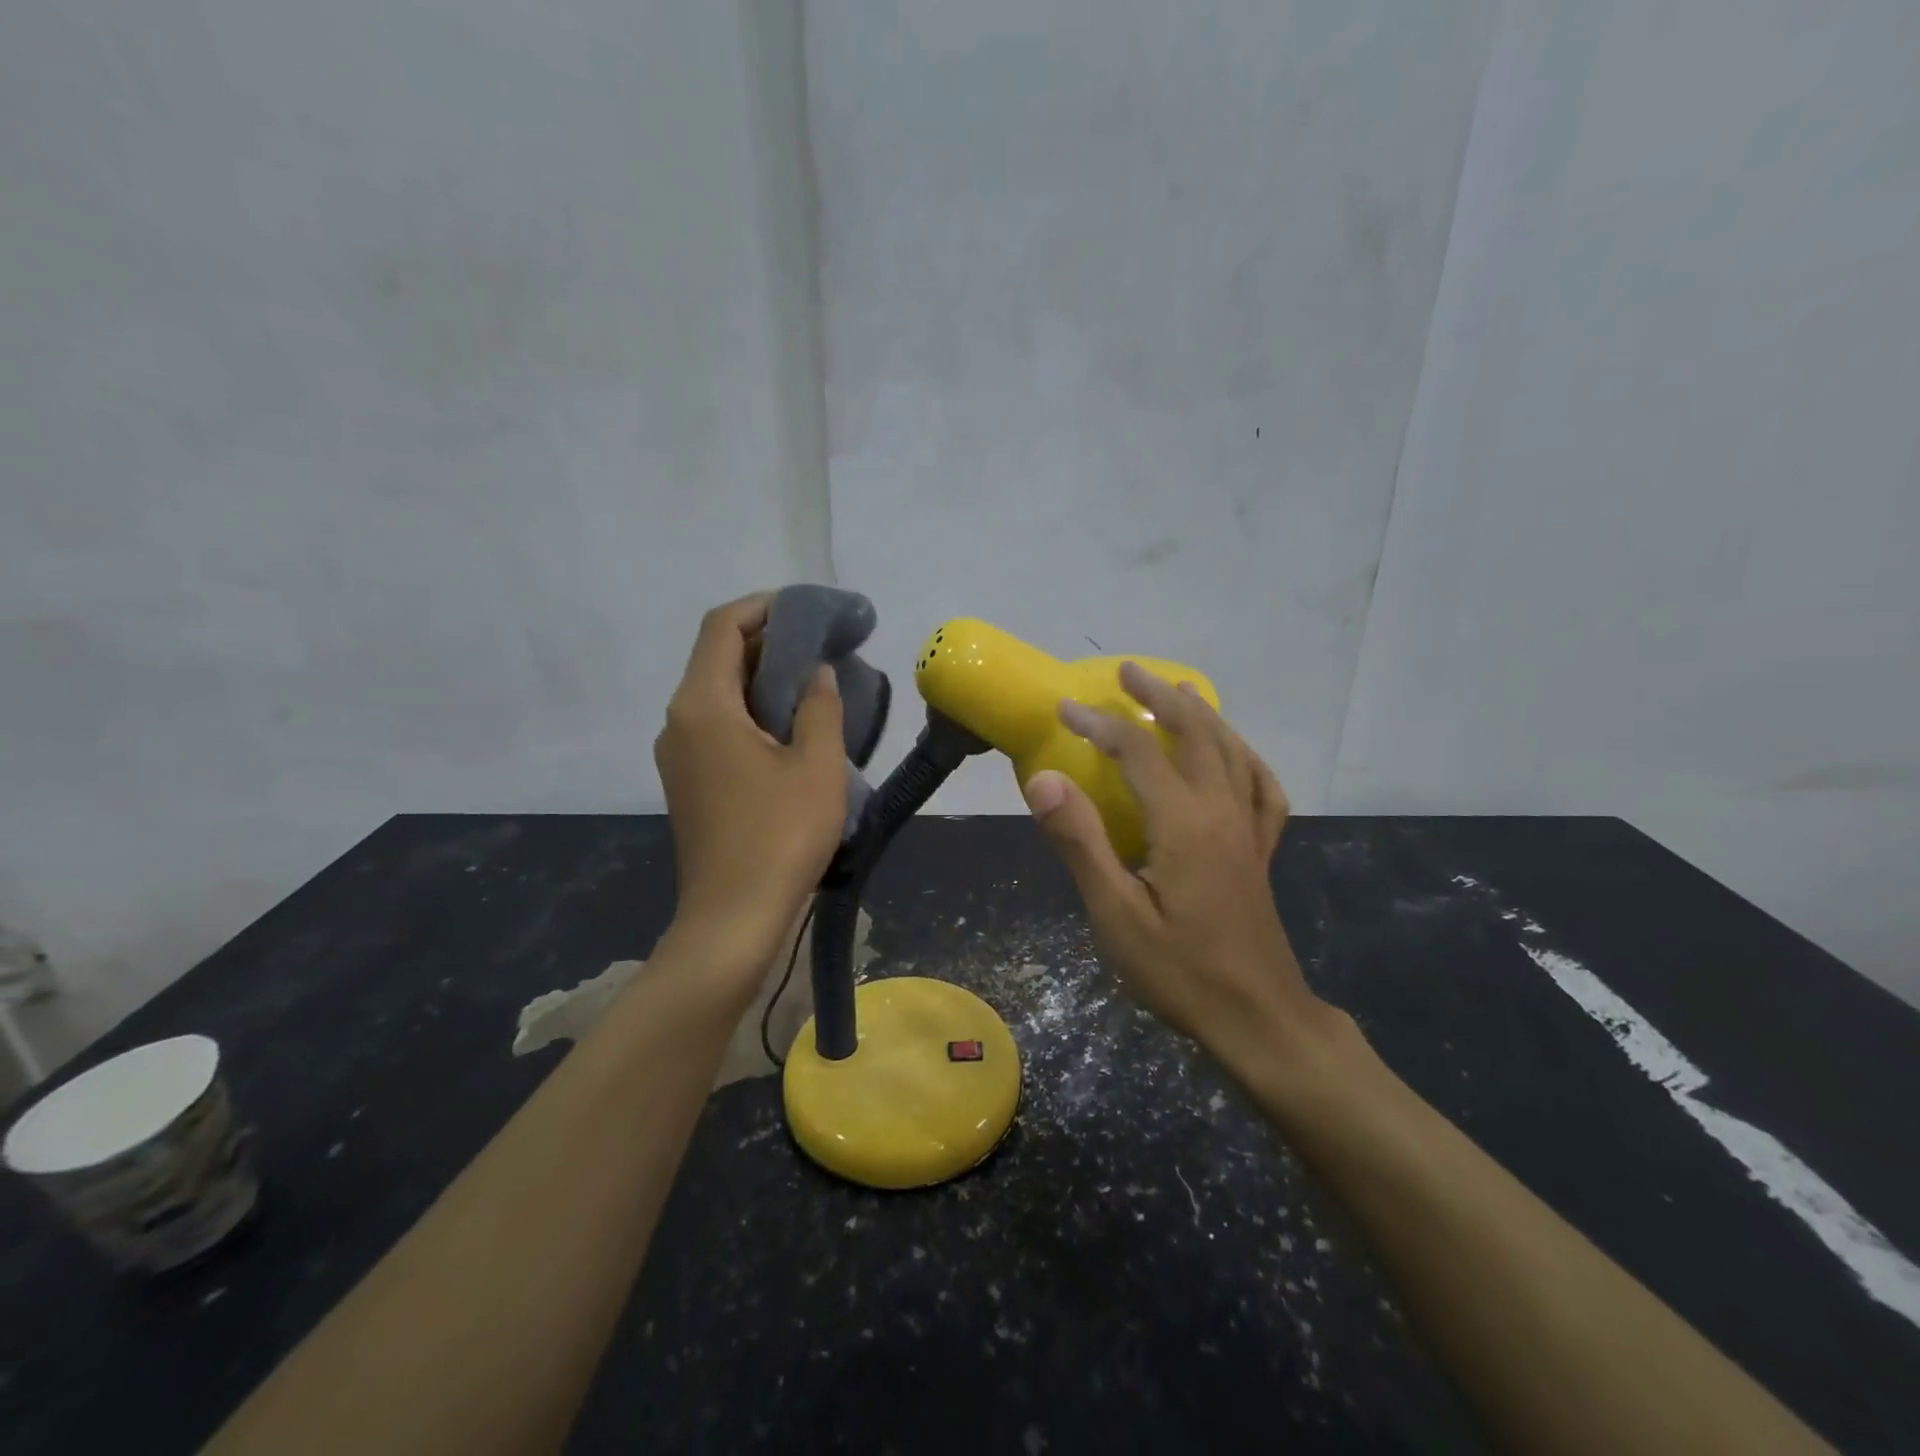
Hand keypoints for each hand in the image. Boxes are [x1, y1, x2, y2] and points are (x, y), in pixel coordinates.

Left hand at [654, 594, 845, 978]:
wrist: (733, 918)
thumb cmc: (780, 836)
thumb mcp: (817, 766)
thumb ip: (819, 707)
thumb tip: (814, 672)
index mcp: (702, 706)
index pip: (722, 626)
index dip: (764, 607)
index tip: (808, 610)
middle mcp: (678, 721)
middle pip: (718, 658)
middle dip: (769, 644)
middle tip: (822, 648)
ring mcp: (678, 754)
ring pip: (718, 694)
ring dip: (762, 680)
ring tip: (814, 686)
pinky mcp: (687, 782)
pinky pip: (717, 725)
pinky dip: (752, 712)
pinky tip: (791, 730)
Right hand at [1023, 663, 1333, 1071]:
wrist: (1259, 1019)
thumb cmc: (1180, 971)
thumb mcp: (1115, 914)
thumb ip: (1080, 841)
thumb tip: (1044, 778)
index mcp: (1184, 822)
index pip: (1137, 751)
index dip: (1098, 723)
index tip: (1063, 708)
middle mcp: (1222, 811)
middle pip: (1196, 733)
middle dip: (1159, 697)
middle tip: (1128, 672)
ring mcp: (1249, 829)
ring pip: (1231, 750)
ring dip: (1202, 715)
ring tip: (1178, 692)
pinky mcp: (1260, 850)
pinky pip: (1261, 787)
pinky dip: (1245, 758)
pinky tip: (1234, 755)